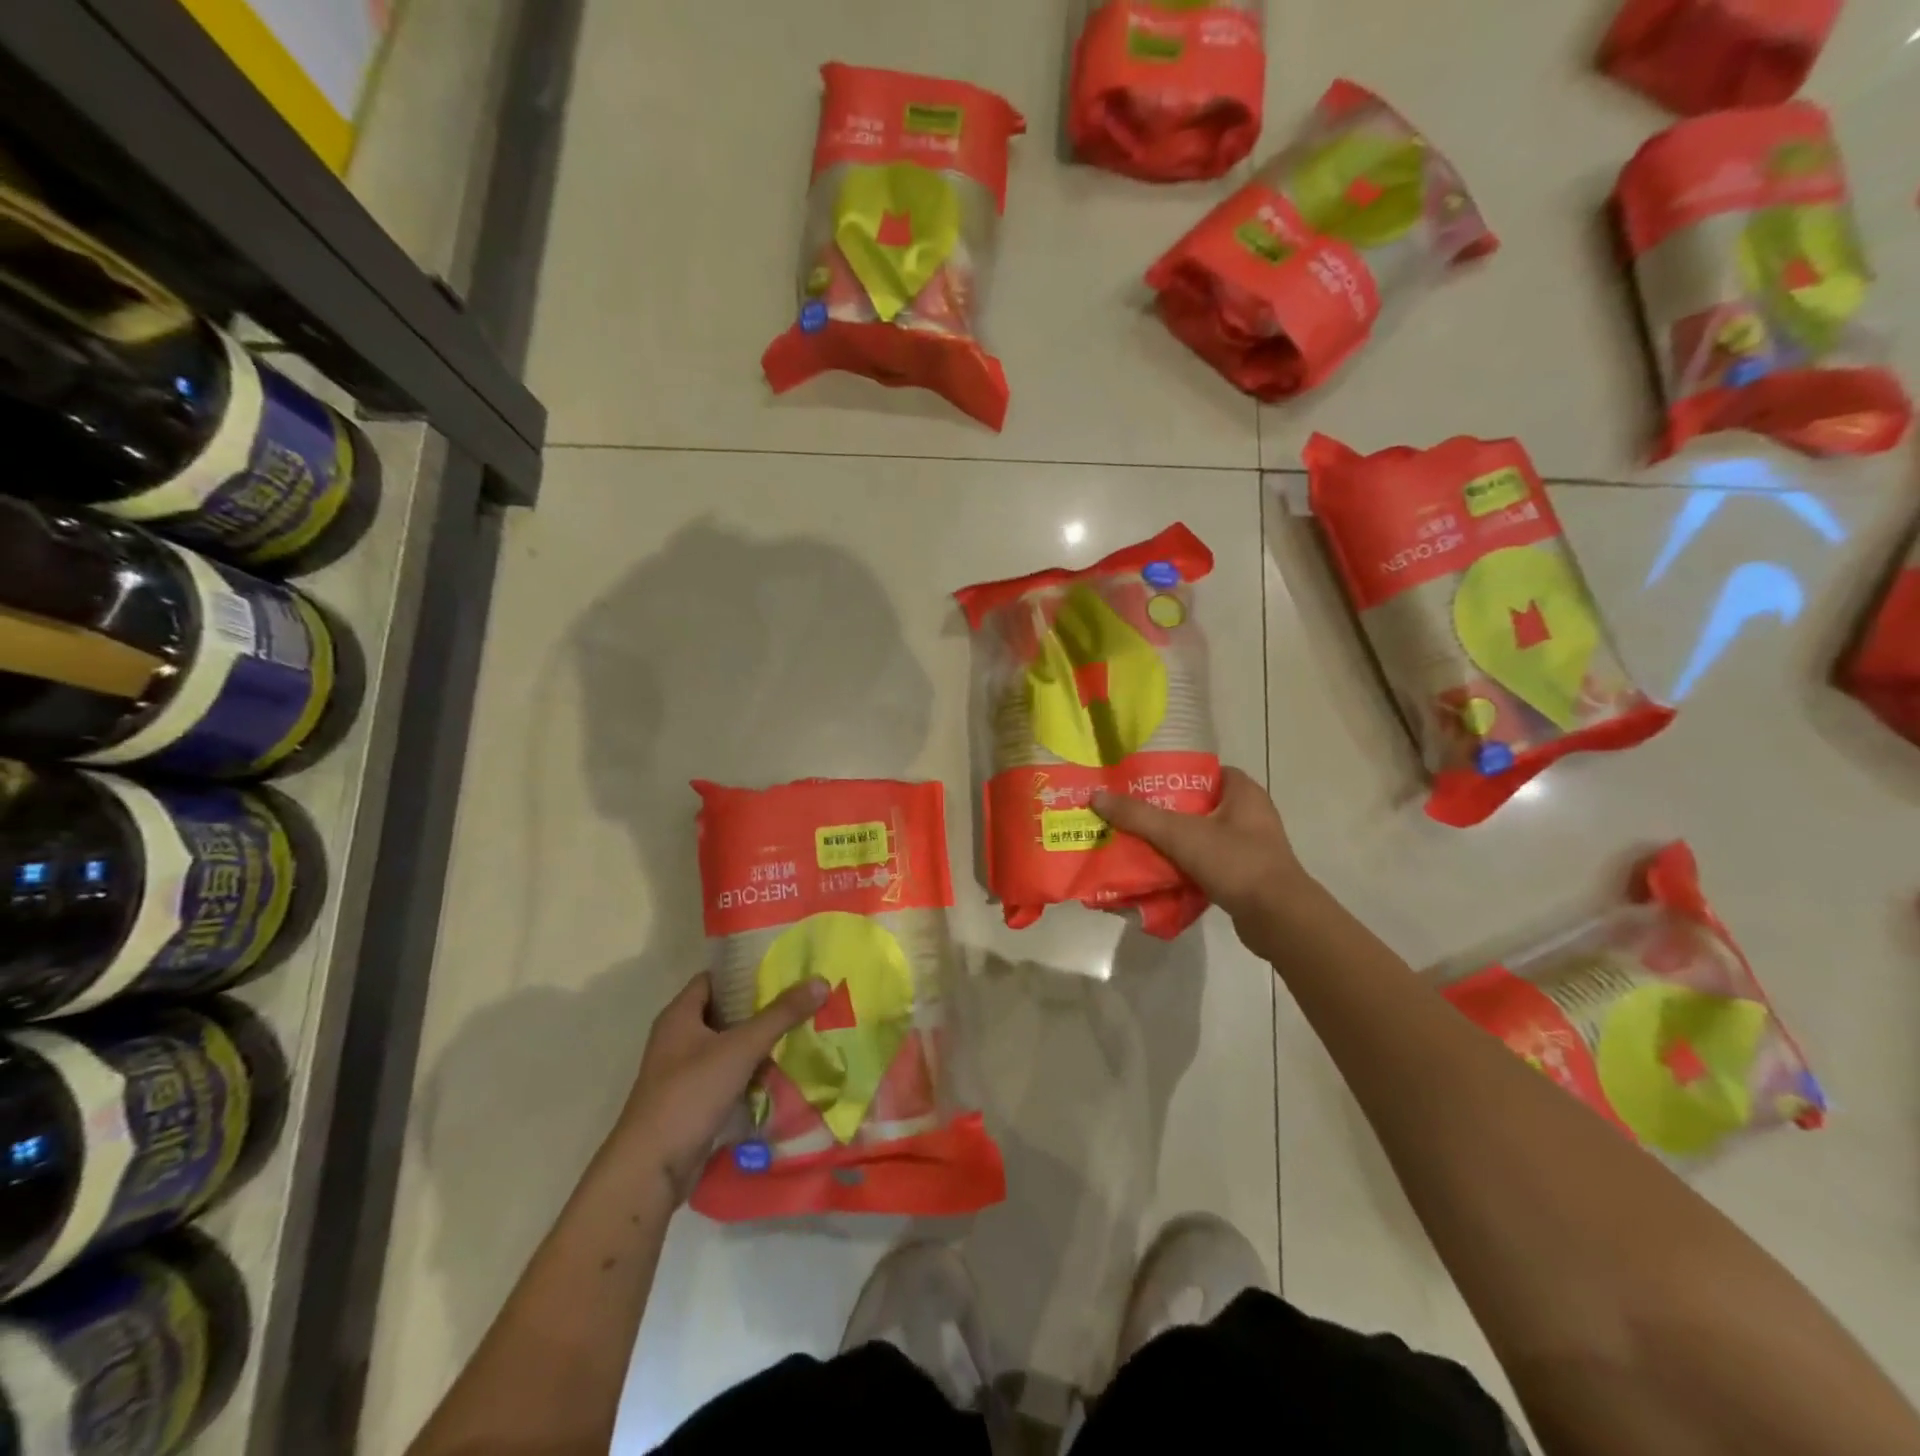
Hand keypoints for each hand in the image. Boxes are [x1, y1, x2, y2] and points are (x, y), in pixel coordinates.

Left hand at [616, 972, 827, 1200]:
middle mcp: (678, 1038)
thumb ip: (781, 1015)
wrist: (652, 1169)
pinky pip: (729, 1076)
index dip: (745, 972)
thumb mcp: (740, 1048)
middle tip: (800, 1000)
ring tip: (800, 1032)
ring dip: (759, 1043)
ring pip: (729, 1046)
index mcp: (680, 1015)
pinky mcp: (694, 1101)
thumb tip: (820, 981)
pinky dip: (752, 1073)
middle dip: (761, 1008)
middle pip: (725, 1012)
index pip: (715, 978)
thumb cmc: (690, 1094)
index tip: (782, 969)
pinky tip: (783, 1072)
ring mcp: (684, 1072)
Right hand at [1093, 767, 1309, 937]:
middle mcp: (1250, 814)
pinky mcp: (1245, 875)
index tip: (1140, 783)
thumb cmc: (1235, 862)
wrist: (1279, 919)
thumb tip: (1096, 797)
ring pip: (1200, 835)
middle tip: (1130, 814)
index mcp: (1243, 792)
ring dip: (1172, 840)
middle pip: (1197, 805)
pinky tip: (1158, 872)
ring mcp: (1250, 846)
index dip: (1172, 775)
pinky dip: (1184, 865)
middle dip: (1164, 810)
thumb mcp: (1180, 834)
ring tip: (1136, 842)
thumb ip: (1138, 816)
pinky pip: (1207, 862)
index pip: (1203, 771)